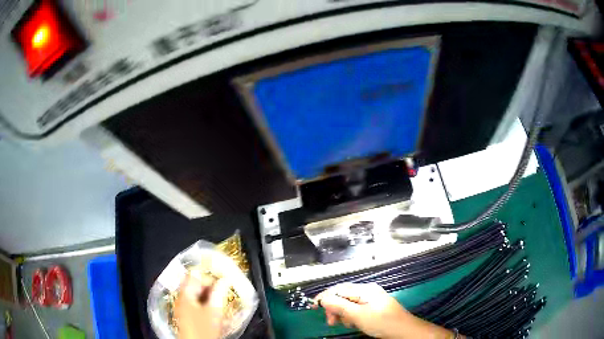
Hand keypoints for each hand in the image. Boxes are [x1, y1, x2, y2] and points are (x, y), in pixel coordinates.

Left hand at [174, 272, 229, 338]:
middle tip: (224, 290)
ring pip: (196, 296)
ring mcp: (183, 308)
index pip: (194, 276)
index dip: (209, 276)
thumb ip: (219, 293)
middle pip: (194, 285)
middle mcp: (181, 298)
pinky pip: (196, 304)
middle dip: (210, 286)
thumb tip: (225, 280)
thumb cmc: (204, 328)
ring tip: (221, 300)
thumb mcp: (214, 310)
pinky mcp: (187, 316)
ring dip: (209, 296)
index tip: (222, 280)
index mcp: (185, 294)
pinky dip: (205, 304)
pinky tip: (215, 310)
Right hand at [313, 283, 409, 337]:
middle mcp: (368, 291)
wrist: (404, 331)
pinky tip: (354, 324)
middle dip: (335, 308)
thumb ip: (340, 306)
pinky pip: (357, 309)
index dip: (325, 296)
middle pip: (344, 296)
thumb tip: (324, 299)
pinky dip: (352, 316)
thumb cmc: (381, 322)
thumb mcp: (358, 315)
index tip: (314, 306)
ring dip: (343, 314)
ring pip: (349, 304)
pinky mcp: (374, 307)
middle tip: (331, 322)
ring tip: (347, 324)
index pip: (339, 289)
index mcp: (365, 289)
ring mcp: (372, 299)